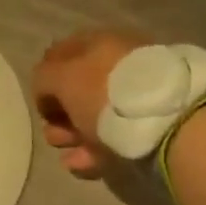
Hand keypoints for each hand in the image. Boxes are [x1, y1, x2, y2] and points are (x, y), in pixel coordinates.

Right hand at [32, 28, 150, 177]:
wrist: (165, 123)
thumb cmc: (105, 91)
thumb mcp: (62, 78)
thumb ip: (44, 78)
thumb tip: (45, 88)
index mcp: (100, 41)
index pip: (64, 52)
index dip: (46, 74)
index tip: (40, 101)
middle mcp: (117, 62)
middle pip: (80, 85)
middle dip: (60, 110)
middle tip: (51, 131)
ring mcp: (136, 94)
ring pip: (96, 112)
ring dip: (73, 131)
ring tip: (63, 150)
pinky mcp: (148, 125)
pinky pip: (113, 135)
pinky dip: (93, 148)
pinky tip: (79, 163)